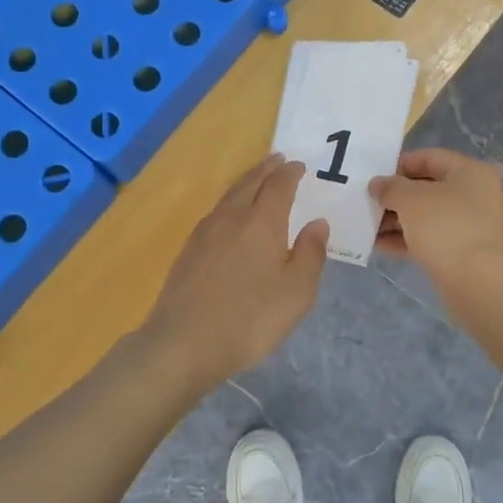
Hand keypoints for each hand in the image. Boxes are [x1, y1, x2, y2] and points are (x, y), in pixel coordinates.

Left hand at [142, 154, 328, 390]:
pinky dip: (230, 203)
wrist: (184, 342)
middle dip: (266, 170)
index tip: (299, 165)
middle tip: (278, 159)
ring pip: (229, 196)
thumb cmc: (251, 318)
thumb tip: (317, 223)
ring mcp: (204, 233)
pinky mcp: (188, 251)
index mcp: (262, 222)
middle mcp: (231, 218)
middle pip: (250, 183)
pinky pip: (215, 213)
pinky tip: (230, 216)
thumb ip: (310, 253)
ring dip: (246, 182)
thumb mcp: (297, 291)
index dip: (290, 174)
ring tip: (256, 180)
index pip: (278, 186)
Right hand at [370, 147, 502, 294]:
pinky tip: (380, 245)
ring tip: (368, 227)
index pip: (429, 157)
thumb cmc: (445, 227)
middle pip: (427, 188)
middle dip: (395, 196)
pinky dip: (407, 239)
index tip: (375, 176)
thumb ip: (390, 187)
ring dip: (397, 220)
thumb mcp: (411, 200)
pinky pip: (430, 238)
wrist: (477, 281)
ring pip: (427, 216)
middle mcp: (475, 194)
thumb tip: (377, 184)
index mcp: (470, 172)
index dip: (399, 164)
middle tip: (368, 203)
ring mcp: (471, 225)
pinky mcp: (463, 251)